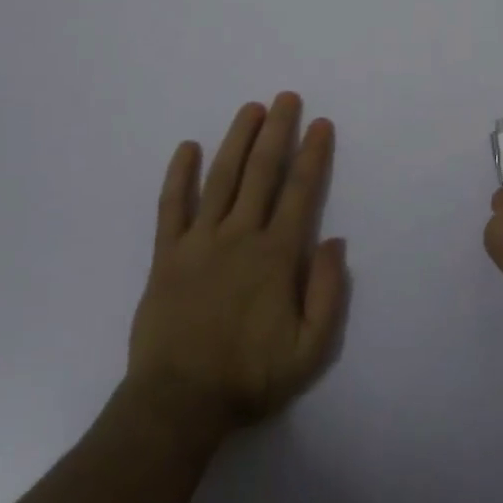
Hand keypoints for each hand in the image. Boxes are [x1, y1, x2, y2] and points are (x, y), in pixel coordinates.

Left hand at [113, 93, 347, 448]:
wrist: (177, 405)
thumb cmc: (248, 377)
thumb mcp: (309, 350)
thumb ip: (328, 293)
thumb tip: (335, 241)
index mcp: (275, 255)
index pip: (300, 192)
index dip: (313, 154)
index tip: (320, 124)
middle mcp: (240, 236)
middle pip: (262, 172)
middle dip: (278, 131)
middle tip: (286, 97)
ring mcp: (200, 241)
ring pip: (222, 178)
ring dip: (238, 140)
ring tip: (250, 109)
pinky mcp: (167, 254)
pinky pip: (172, 206)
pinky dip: (179, 175)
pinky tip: (187, 148)